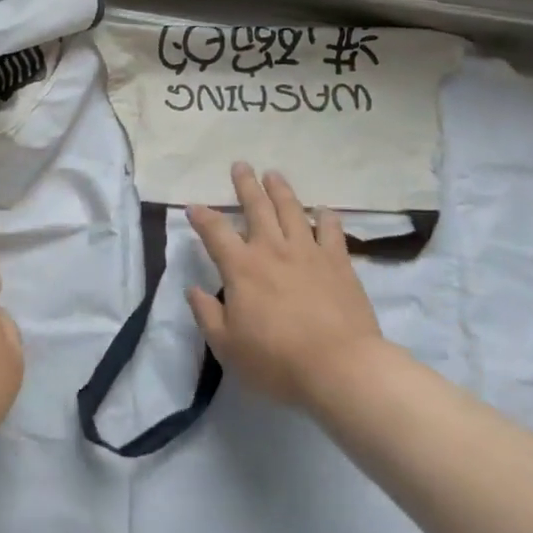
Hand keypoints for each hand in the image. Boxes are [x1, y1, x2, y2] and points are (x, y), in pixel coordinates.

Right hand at [186, 163, 387, 410]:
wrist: (340, 367)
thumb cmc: (276, 360)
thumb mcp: (227, 346)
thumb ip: (207, 314)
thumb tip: (193, 289)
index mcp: (241, 268)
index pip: (215, 232)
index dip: (202, 216)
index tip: (193, 206)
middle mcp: (272, 250)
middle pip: (256, 207)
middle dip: (245, 184)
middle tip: (240, 165)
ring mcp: (308, 252)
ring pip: (292, 210)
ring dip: (281, 190)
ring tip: (274, 174)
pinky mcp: (339, 262)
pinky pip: (331, 230)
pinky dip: (326, 217)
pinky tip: (323, 210)